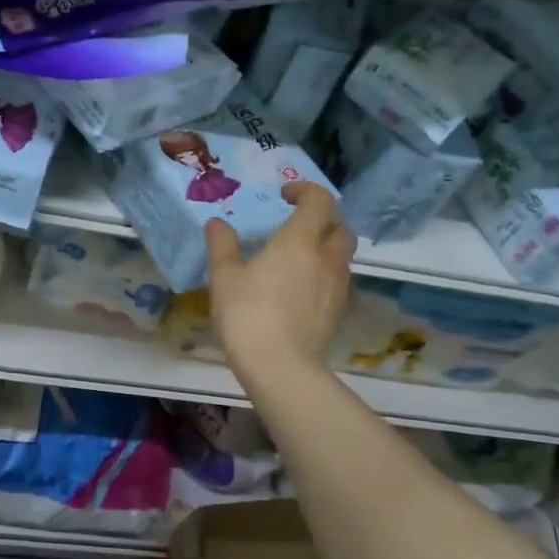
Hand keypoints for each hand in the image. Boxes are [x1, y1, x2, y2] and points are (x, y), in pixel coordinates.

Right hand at [204, 182, 354, 372]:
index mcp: (300, 240)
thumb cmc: (248, 314)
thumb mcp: (224, 277)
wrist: (281, 368)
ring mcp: (338, 287)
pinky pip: (338, 281)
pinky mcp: (339, 312)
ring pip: (342, 256)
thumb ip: (222, 245)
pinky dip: (324, 275)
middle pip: (340, 227)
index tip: (284, 196)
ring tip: (297, 259)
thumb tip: (217, 223)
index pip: (319, 200)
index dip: (305, 190)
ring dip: (325, 248)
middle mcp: (326, 258)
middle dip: (322, 219)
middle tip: (296, 226)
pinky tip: (301, 290)